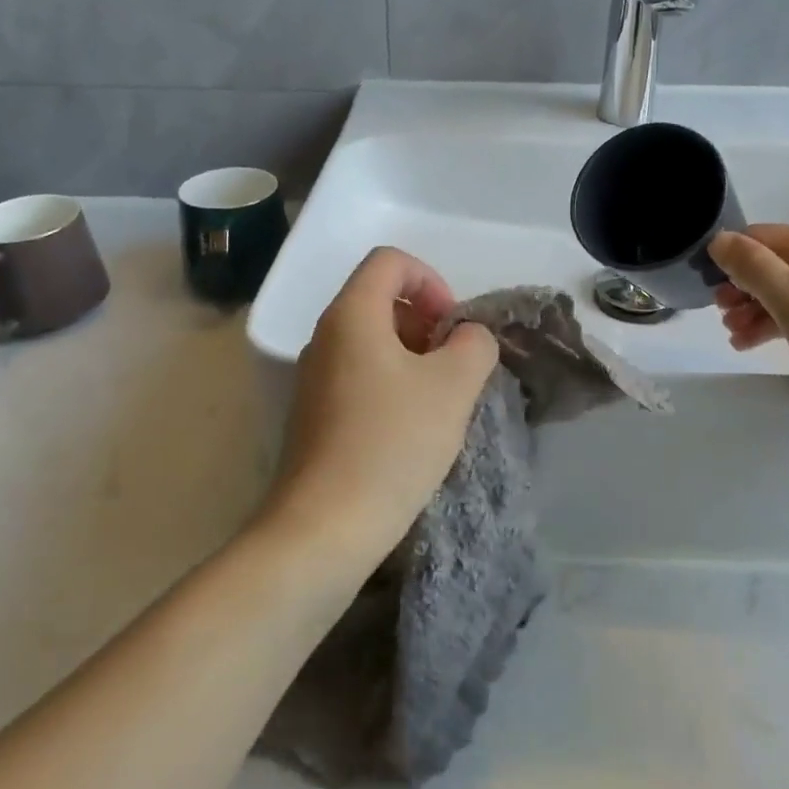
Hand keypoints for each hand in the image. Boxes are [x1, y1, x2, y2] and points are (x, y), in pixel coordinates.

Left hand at [262, 248, 500, 568]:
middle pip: (379, 298)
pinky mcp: (314, 414)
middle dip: (425, 319)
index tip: (452, 325)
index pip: (390, 261)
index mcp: (351, 315)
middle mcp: (324, 336)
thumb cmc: (392, 443)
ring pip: (371, 340)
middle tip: (453, 362)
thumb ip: (474, 344)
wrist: (325, 526)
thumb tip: (467, 337)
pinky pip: (359, 374)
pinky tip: (411, 427)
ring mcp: (314, 377)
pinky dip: (392, 382)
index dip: (431, 280)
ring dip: (413, 355)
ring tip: (439, 399)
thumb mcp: (454, 386)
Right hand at [709, 225, 788, 428]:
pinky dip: (775, 325)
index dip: (728, 258)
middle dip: (739, 288)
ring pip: (782, 292)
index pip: (757, 237)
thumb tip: (719, 239)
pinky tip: (753, 345)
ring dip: (752, 311)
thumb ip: (751, 267)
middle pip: (769, 265)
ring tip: (734, 338)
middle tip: (721, 317)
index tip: (706, 288)